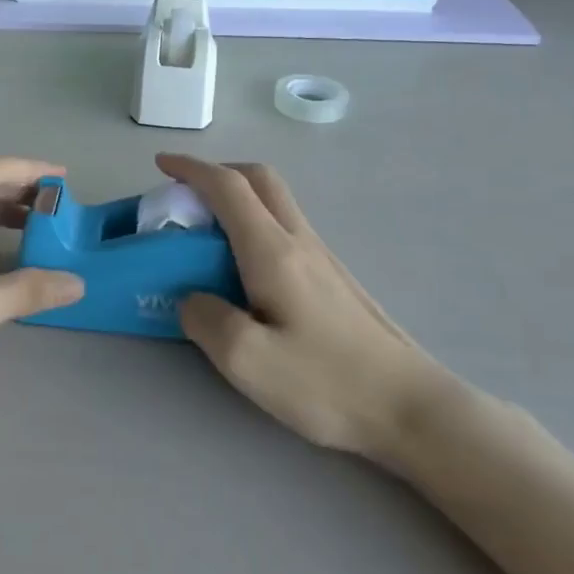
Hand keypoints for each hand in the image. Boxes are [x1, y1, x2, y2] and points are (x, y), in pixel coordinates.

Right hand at [157, 153, 460, 470]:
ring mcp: (323, 258)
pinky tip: (244, 269)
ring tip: (206, 234)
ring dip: (238, 198)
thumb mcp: (247, 360)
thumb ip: (205, 320)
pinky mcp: (334, 280)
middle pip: (260, 179)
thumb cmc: (327, 382)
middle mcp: (300, 241)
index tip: (162, 164)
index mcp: (273, 251)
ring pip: (276, 203)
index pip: (228, 187)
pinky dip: (254, 224)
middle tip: (186, 193)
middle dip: (218, 172)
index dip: (191, 168)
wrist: (411, 408)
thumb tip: (191, 298)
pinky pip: (285, 229)